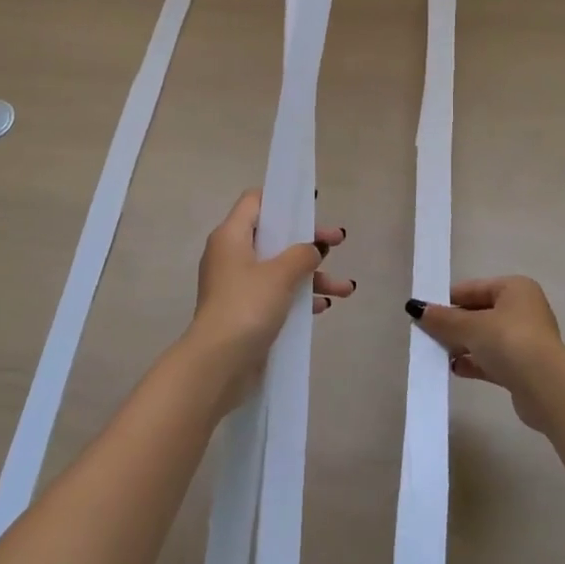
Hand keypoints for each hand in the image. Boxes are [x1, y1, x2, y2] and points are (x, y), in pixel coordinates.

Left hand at [191, 190, 352, 401]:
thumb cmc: (246, 306)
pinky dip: (300, 296)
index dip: (283, 199)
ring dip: (313, 275)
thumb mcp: (280, 274)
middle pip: (274, 236)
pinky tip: (324, 307)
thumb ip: (302, 254)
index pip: (255, 202)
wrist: (218, 364)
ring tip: (346, 288)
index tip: (311, 205)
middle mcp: (231, 256)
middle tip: (339, 241)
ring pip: (280, 269)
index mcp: (231, 236)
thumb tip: (313, 248)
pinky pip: (277, 294)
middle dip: (309, 241)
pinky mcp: (245, 312)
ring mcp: (238, 286)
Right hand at [407, 276, 564, 430]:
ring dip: (461, 345)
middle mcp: (522, 310)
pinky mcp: (523, 367)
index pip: (472, 289)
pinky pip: (491, 359)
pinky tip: (454, 369)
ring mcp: (525, 340)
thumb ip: (443, 319)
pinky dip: (474, 362)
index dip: (447, 300)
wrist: (547, 388)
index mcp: (514, 288)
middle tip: (426, 334)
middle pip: (478, 313)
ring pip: (484, 338)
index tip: (424, 313)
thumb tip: (415, 308)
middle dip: (453, 325)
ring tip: (436, 353)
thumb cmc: (509, 342)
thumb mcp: (471, 326)